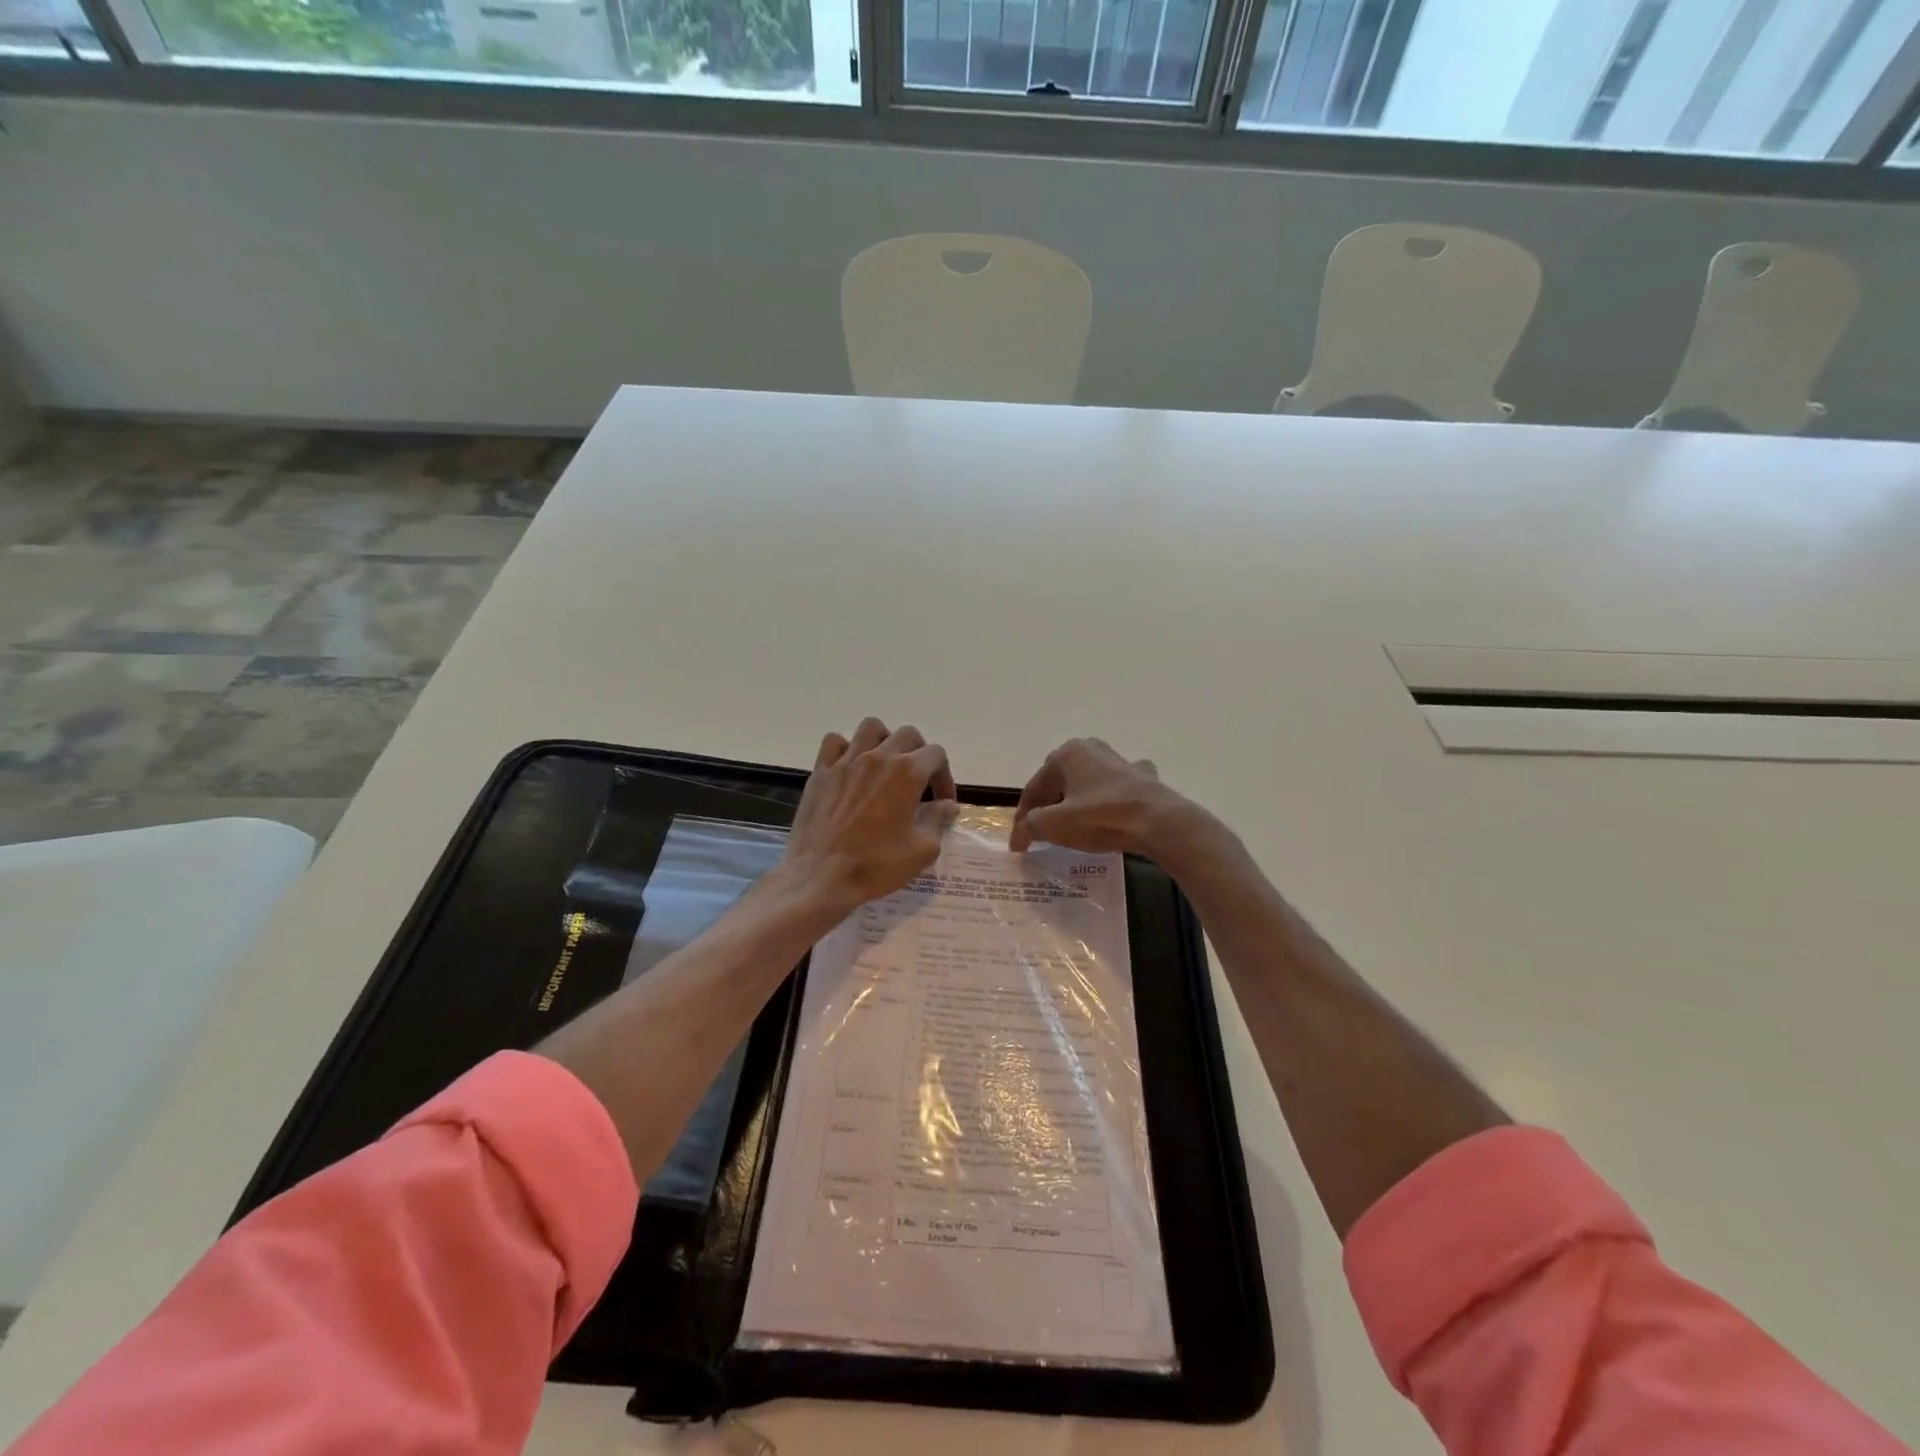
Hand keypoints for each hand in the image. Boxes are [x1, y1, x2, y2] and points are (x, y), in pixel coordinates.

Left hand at [776, 718, 958, 915]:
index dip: (945, 777)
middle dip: (920, 754)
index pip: (936, 755)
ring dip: (885, 741)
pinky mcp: (821, 771)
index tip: (942, 802)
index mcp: (907, 773)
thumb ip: (938, 821)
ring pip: (871, 728)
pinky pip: (835, 742)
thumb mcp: (922, 850)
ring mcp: (846, 761)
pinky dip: (846, 748)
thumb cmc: (876, 865)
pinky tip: (851, 769)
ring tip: (886, 765)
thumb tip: (947, 805)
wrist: (820, 877)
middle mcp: (878, 757)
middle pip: (908, 735)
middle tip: (919, 782)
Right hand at [1010, 737, 1199, 856]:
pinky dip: (1109, 797)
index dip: (1022, 817)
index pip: (1034, 788)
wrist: (1158, 822)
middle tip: (1041, 827)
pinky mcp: (1143, 777)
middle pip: (1059, 780)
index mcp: (1067, 754)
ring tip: (1072, 820)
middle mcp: (1091, 749)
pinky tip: (1111, 809)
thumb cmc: (1100, 817)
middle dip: (1048, 802)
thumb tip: (1020, 834)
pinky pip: (1117, 787)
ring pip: (1088, 781)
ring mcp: (1120, 761)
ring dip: (1077, 798)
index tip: (1018, 843)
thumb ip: (1031, 826)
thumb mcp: (1055, 825)